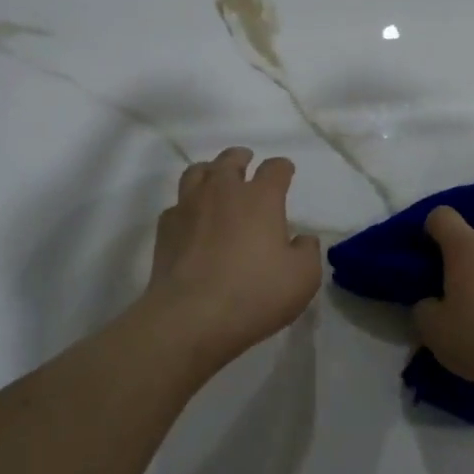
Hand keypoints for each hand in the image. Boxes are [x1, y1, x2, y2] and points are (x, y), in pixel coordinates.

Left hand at [137, 148, 321, 371]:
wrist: (192, 316)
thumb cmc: (255, 293)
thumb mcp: (303, 278)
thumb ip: (307, 252)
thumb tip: (302, 239)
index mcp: (261, 198)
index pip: (275, 169)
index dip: (282, 168)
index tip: (285, 172)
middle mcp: (223, 191)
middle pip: (231, 160)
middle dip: (242, 158)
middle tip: (246, 161)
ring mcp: (189, 206)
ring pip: (197, 172)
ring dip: (210, 171)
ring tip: (214, 179)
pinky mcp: (166, 227)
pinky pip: (177, 204)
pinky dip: (187, 206)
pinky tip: (191, 219)